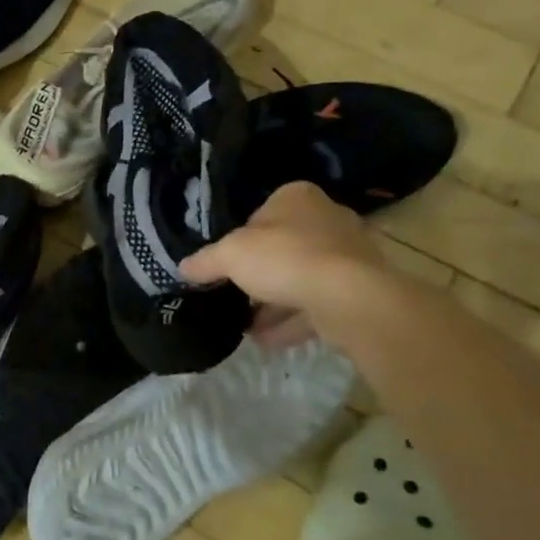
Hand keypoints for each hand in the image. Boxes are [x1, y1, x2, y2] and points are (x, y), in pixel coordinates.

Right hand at [180, 182, 385, 348]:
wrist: (349, 298)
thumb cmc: (285, 258)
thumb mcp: (230, 255)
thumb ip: (205, 261)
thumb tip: (182, 267)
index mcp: (296, 198)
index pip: (261, 214)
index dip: (240, 239)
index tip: (226, 264)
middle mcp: (327, 219)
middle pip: (283, 248)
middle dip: (259, 275)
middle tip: (234, 295)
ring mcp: (348, 256)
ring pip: (300, 279)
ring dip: (273, 303)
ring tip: (245, 326)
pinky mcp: (358, 290)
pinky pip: (316, 304)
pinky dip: (291, 322)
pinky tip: (266, 341)